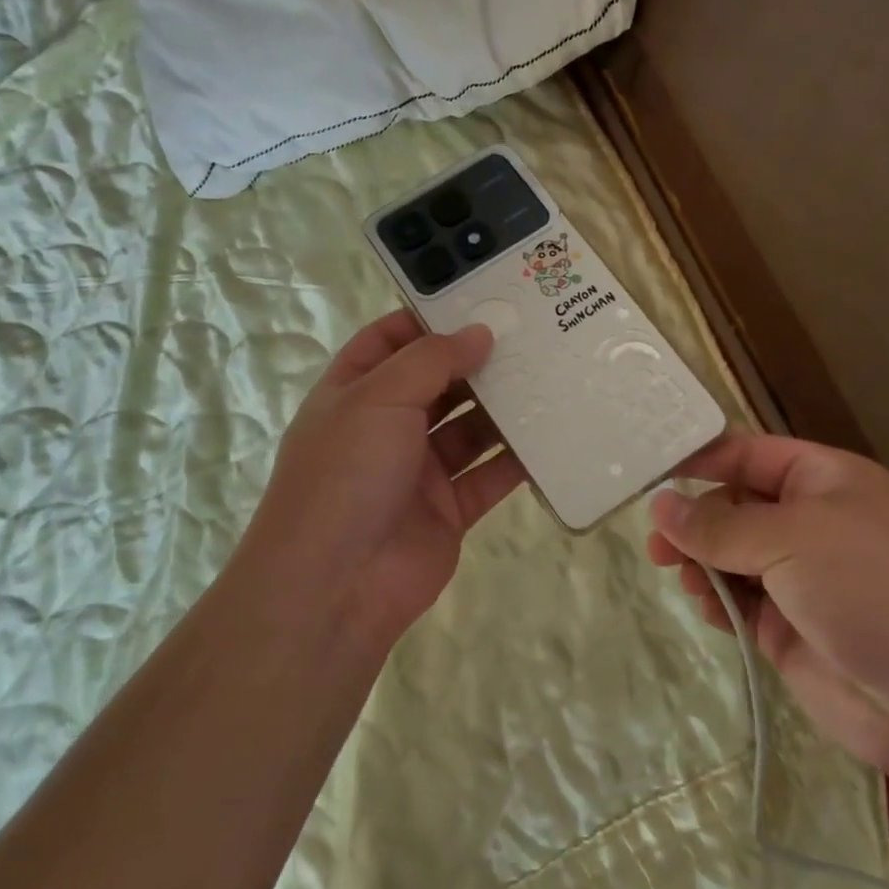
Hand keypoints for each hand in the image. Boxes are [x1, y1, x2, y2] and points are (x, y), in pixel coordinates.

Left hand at [236, 311, 526, 642]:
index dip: (428, 320)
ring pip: (468, 429)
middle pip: (437, 383)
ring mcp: (417, 471)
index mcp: (354, 393)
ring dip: (503, 408)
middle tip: (531, 336)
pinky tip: (553, 434)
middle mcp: (385, 427)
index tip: (479, 302)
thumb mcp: (378, 398)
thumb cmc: (346, 474)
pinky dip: (517, 459)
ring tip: (550, 376)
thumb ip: (431, 361)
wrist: (335, 586)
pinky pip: (489, 476)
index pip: (389, 341)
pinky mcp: (448, 510)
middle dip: (477, 362)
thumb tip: (480, 332)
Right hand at [646, 434, 888, 790]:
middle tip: (657, 542)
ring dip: (701, 561)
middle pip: (736, 506)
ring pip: (732, 555)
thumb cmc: (875, 587)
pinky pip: (739, 601)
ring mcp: (802, 578)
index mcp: (827, 480)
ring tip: (677, 574)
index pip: (751, 454)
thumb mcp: (793, 538)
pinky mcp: (790, 628)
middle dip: (696, 519)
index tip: (652, 472)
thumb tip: (660, 506)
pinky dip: (717, 600)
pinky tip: (705, 607)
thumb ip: (719, 525)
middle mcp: (813, 523)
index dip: (703, 459)